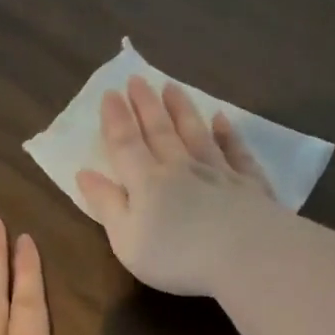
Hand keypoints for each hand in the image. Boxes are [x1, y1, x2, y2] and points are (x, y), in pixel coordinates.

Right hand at [75, 76, 280, 296]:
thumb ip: (107, 205)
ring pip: (197, 133)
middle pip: (161, 131)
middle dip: (146, 105)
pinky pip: (236, 151)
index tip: (110, 93)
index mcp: (147, 182)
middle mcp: (181, 168)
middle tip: (137, 79)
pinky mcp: (249, 184)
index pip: (126, 144)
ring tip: (172, 87)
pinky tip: (223, 120)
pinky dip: (228, 134)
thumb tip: (85, 173)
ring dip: (183, 110)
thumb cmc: (177, 255)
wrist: (246, 255)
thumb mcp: (127, 239)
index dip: (116, 120)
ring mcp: (218, 172)